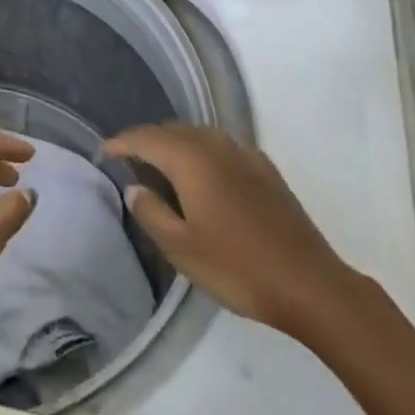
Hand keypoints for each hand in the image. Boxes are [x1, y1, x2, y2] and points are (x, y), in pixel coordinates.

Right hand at [102, 124, 365, 342]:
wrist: (311, 284)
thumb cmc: (238, 267)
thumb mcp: (181, 248)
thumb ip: (151, 213)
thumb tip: (135, 188)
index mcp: (190, 158)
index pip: (145, 138)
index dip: (121, 143)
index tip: (104, 152)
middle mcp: (215, 144)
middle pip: (171, 130)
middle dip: (147, 141)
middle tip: (129, 161)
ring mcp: (244, 153)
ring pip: (198, 135)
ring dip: (175, 145)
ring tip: (161, 167)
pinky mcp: (265, 169)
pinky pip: (221, 147)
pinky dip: (202, 153)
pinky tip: (204, 176)